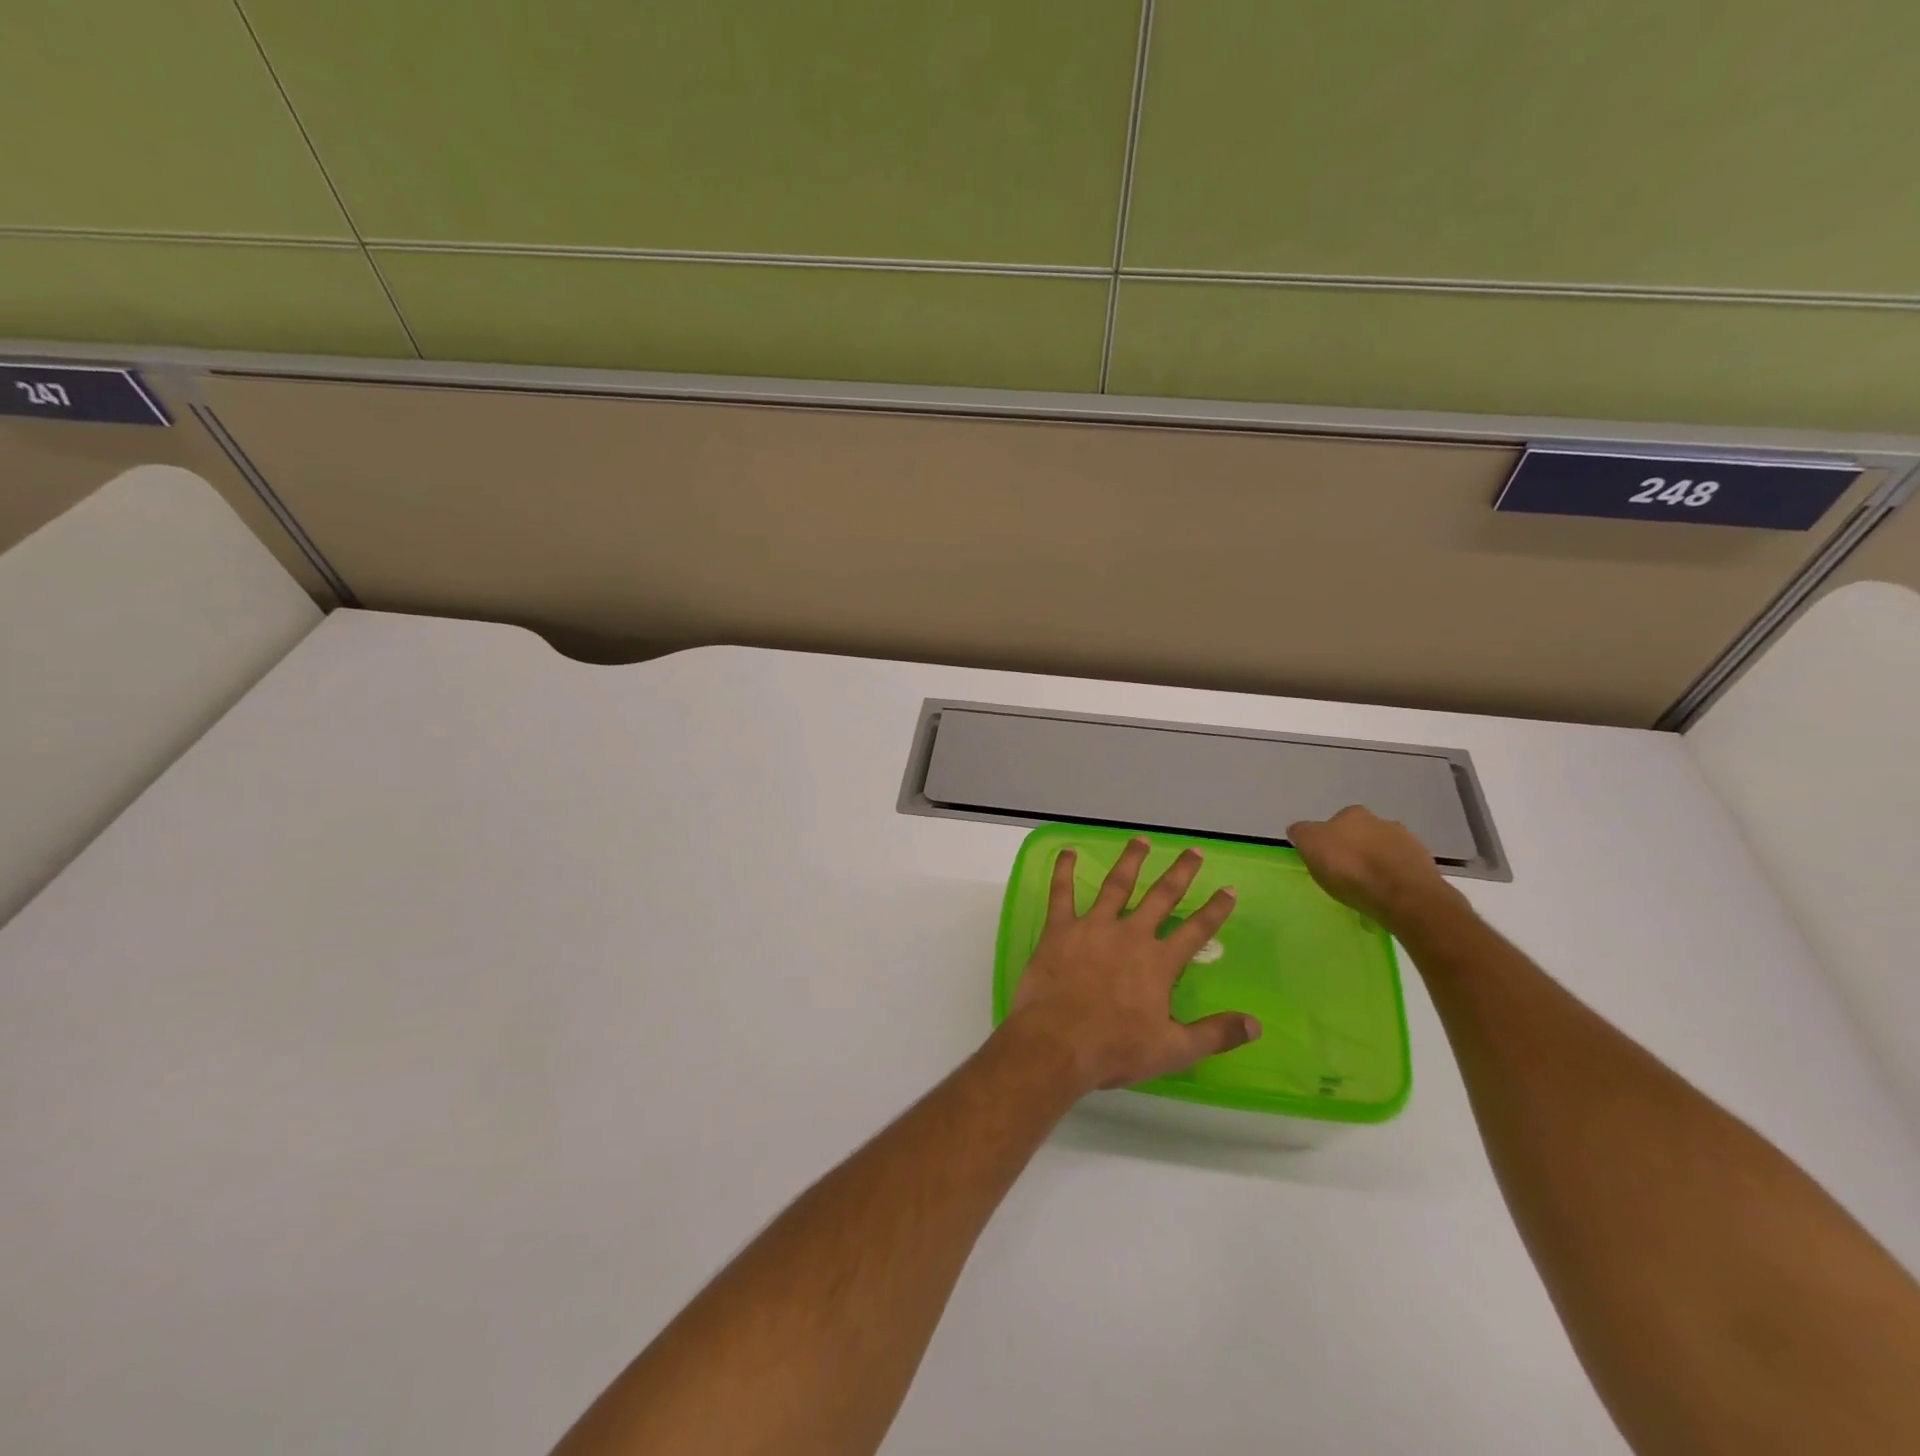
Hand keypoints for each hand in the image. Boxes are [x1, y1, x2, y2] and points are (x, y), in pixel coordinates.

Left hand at [1005, 838, 1257, 1095]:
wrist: (1057, 1042)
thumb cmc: (1115, 1048)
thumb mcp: (1174, 1050)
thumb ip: (1215, 1034)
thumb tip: (1256, 1024)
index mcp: (1159, 962)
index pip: (1195, 930)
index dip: (1215, 910)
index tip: (1229, 889)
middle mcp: (1130, 935)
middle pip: (1161, 897)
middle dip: (1180, 873)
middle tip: (1193, 851)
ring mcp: (1093, 927)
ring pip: (1116, 885)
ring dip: (1130, 861)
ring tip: (1141, 840)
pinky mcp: (1060, 929)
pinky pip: (1062, 893)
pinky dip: (1064, 870)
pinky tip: (1068, 851)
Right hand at [1287, 805, 1459, 930]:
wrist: (1404, 895)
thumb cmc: (1350, 868)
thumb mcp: (1311, 846)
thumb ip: (1302, 834)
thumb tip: (1300, 830)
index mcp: (1352, 814)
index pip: (1334, 822)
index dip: (1327, 840)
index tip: (1324, 859)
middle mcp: (1382, 821)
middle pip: (1362, 834)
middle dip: (1354, 849)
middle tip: (1345, 873)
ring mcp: (1408, 843)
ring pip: (1384, 851)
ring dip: (1376, 863)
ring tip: (1367, 888)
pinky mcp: (1425, 867)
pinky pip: (1401, 871)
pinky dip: (1393, 879)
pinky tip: (1385, 896)